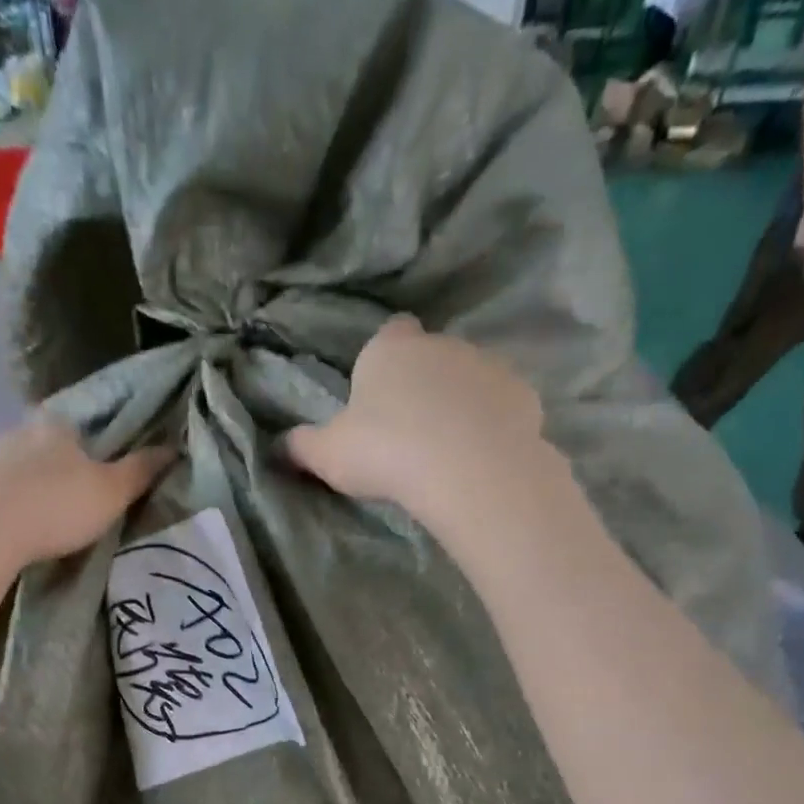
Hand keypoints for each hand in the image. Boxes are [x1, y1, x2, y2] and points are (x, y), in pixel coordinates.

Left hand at [0, 418, 170, 581]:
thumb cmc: (56, 507)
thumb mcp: (112, 493)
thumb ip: (141, 471)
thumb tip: (173, 447)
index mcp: (56, 425)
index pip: (80, 426)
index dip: (93, 448)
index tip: (99, 474)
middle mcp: (16, 431)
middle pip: (44, 446)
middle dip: (57, 468)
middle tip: (72, 502)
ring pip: (13, 468)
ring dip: (26, 488)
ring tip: (38, 521)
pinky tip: (5, 530)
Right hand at [285, 316, 572, 537]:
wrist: (467, 469)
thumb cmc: (386, 451)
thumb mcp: (327, 455)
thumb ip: (302, 446)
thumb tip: (280, 446)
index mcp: (391, 349)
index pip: (390, 333)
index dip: (385, 358)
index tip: (379, 391)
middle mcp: (442, 344)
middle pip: (431, 357)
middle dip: (423, 384)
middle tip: (408, 432)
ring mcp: (488, 366)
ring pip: (469, 378)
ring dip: (459, 403)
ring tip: (447, 450)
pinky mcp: (523, 396)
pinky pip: (500, 407)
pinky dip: (491, 424)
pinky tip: (480, 457)